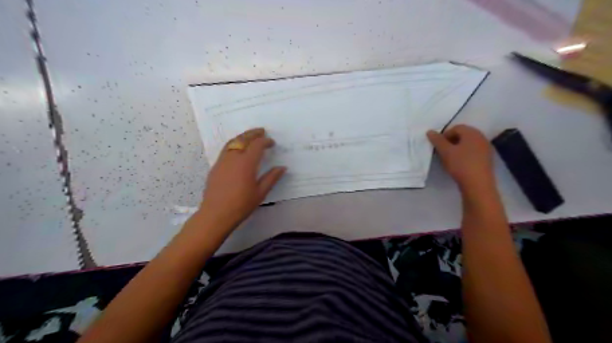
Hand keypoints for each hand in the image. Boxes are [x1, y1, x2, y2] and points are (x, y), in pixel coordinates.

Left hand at [200, 129, 287, 232]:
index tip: (272, 143)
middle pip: (243, 139)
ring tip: (250, 136)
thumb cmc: (241, 204)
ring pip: (232, 142)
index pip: (257, 145)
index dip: (265, 141)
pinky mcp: (215, 167)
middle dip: (253, 133)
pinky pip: (226, 150)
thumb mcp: (260, 192)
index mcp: (246, 163)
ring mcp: (222, 161)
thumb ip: (272, 178)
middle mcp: (233, 157)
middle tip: (261, 131)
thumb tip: (282, 167)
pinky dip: (234, 144)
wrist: (216, 214)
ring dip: (242, 136)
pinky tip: (238, 150)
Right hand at [427, 125, 493, 189]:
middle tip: (442, 151)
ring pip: (468, 144)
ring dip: (457, 148)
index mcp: (472, 133)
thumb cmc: (461, 164)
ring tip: (449, 158)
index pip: (456, 128)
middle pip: (463, 135)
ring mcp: (485, 148)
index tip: (438, 146)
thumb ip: (437, 140)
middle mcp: (481, 137)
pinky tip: (459, 164)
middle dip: (450, 141)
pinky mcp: (486, 158)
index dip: (444, 135)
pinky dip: (464, 154)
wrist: (478, 184)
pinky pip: (473, 151)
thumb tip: (430, 131)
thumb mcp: (445, 152)